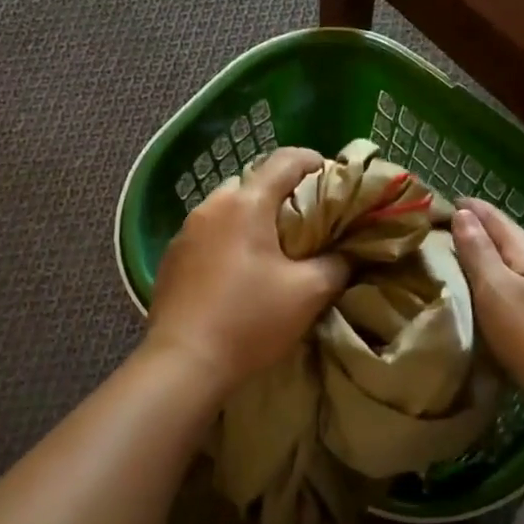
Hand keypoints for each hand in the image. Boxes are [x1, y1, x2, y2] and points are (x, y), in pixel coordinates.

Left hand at [144, 148, 349, 394]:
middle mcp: (212, 206)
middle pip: (254, 181)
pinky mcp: (172, 256)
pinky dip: (229, 237)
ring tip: (274, 245)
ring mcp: (186, 230)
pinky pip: (209, 232)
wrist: (183, 363)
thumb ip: (337, 263)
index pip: (285, 160)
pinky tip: (239, 268)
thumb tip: (350, 251)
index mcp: (246, 203)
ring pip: (228, 207)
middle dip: (282, 192)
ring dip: (253, 216)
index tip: (333, 175)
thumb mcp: (308, 293)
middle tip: (307, 218)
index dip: (313, 160)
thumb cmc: (250, 321)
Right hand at [452, 199, 523, 413]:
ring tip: (464, 261)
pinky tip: (494, 300)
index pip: (497, 220)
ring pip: (518, 267)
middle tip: (448, 228)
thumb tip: (463, 213)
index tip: (445, 200)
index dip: (472, 208)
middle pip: (510, 240)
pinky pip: (523, 292)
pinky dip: (502, 286)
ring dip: (491, 259)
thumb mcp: (498, 291)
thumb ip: (479, 253)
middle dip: (481, 230)